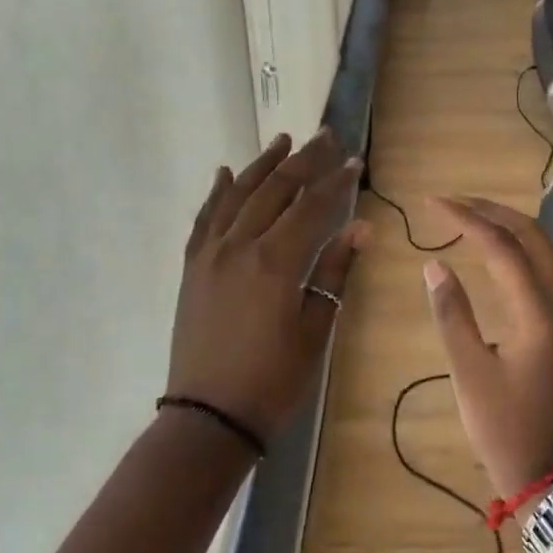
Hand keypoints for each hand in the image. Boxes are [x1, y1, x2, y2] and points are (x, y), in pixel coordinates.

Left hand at [167, 130, 366, 442]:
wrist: (209, 416)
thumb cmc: (273, 380)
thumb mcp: (315, 329)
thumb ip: (335, 272)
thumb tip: (360, 228)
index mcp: (275, 262)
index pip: (311, 206)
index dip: (335, 181)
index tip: (354, 160)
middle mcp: (239, 246)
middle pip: (275, 190)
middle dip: (303, 161)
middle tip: (325, 136)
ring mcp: (210, 254)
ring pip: (237, 194)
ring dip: (262, 165)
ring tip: (283, 140)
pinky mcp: (192, 267)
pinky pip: (204, 218)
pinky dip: (216, 192)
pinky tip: (224, 173)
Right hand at [420, 197, 552, 502]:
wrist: (550, 474)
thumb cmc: (504, 427)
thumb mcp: (468, 372)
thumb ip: (452, 313)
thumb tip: (435, 264)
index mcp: (536, 312)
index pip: (500, 246)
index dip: (465, 218)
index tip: (431, 204)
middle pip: (532, 237)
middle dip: (492, 212)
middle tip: (452, 202)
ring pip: (545, 251)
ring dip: (510, 227)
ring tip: (472, 218)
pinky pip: (548, 269)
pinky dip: (522, 249)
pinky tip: (500, 254)